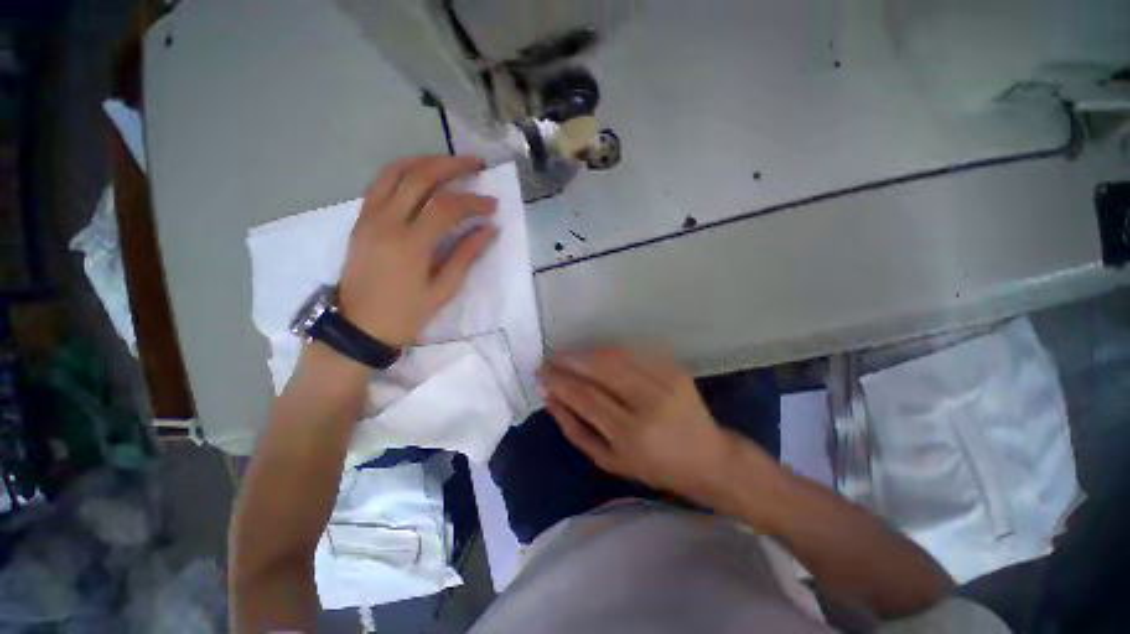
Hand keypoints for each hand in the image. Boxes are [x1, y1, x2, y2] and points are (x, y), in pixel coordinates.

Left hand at [339, 155, 497, 345]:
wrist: (358, 327)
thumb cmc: (406, 314)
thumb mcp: (443, 290)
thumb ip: (467, 256)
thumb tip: (490, 230)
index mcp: (410, 245)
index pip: (446, 207)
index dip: (473, 201)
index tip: (493, 205)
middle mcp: (387, 223)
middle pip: (420, 178)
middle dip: (451, 166)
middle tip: (475, 164)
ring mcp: (369, 218)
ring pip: (395, 173)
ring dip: (425, 161)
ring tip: (449, 162)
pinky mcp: (361, 220)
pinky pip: (379, 183)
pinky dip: (402, 171)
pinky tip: (420, 174)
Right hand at [540, 348, 749, 502]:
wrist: (707, 457)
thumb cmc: (653, 467)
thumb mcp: (608, 460)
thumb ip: (575, 429)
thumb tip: (550, 398)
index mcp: (632, 434)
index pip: (585, 397)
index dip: (560, 382)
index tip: (541, 375)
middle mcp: (649, 403)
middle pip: (600, 369)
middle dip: (570, 360)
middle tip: (551, 359)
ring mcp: (665, 381)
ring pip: (616, 356)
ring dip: (587, 352)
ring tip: (569, 355)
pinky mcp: (675, 369)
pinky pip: (635, 352)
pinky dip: (610, 350)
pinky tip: (596, 353)